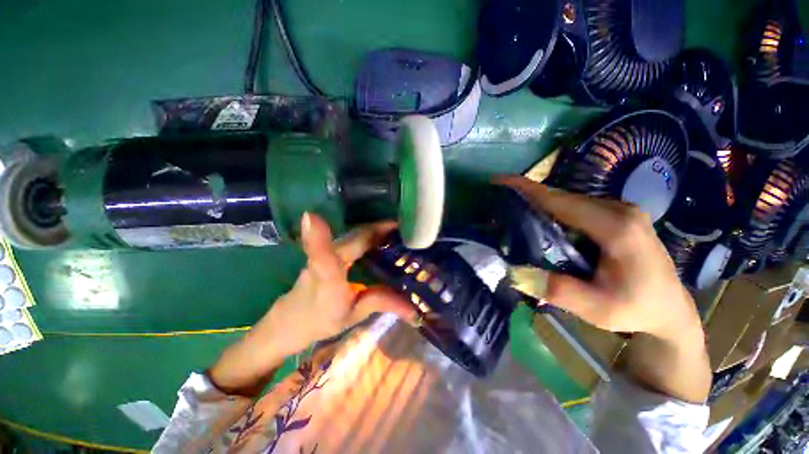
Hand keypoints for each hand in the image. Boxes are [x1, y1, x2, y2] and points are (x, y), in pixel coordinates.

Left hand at [208, 213, 416, 395]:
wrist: (291, 319)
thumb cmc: (320, 319)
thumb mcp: (351, 315)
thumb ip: (380, 304)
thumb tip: (413, 308)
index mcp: (326, 279)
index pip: (322, 257)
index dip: (320, 237)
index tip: (318, 216)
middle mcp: (324, 259)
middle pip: (353, 237)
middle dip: (381, 229)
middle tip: (408, 228)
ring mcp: (327, 251)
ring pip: (354, 234)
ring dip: (377, 229)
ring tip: (402, 230)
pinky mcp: (330, 249)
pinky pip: (354, 238)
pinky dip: (371, 234)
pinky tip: (385, 236)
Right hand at [498, 176, 698, 339]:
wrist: (670, 309)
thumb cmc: (635, 309)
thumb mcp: (597, 309)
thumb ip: (558, 291)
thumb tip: (514, 272)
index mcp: (617, 228)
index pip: (562, 201)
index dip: (527, 189)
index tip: (500, 179)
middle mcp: (620, 210)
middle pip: (563, 197)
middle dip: (528, 193)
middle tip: (500, 196)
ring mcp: (621, 210)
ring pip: (569, 200)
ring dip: (540, 201)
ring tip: (513, 205)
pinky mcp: (618, 215)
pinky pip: (577, 206)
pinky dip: (553, 208)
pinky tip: (539, 217)